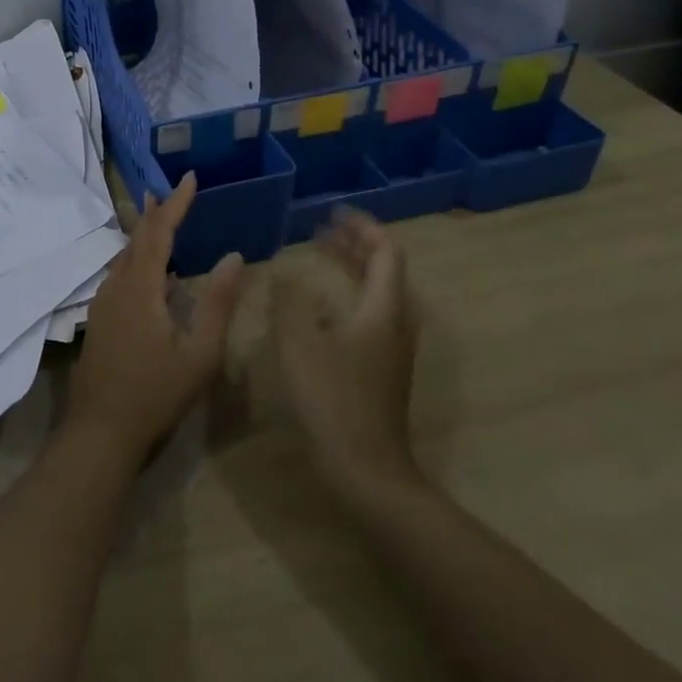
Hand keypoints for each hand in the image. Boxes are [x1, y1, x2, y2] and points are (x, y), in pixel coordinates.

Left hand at [66, 172, 245, 462]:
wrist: (100, 429)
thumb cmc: (156, 394)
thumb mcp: (199, 353)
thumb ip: (218, 303)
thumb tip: (233, 257)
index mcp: (141, 288)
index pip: (159, 233)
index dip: (176, 204)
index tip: (190, 178)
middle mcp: (117, 286)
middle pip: (137, 239)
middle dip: (157, 213)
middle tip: (174, 191)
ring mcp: (104, 303)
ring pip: (125, 257)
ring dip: (145, 236)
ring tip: (163, 220)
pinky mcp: (100, 319)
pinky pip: (121, 276)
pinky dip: (139, 261)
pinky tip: (154, 275)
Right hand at [270, 208, 421, 497]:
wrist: (366, 467)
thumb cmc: (332, 398)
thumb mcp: (298, 342)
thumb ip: (289, 300)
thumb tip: (285, 272)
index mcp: (383, 309)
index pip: (385, 252)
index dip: (362, 227)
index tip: (332, 213)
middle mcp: (396, 323)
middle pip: (385, 270)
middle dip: (355, 245)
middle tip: (322, 230)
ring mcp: (392, 348)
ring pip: (379, 293)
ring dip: (353, 269)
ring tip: (322, 257)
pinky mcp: (383, 368)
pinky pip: (371, 314)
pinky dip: (349, 294)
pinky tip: (321, 306)